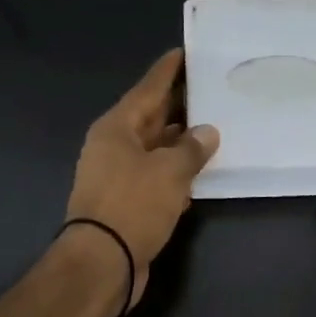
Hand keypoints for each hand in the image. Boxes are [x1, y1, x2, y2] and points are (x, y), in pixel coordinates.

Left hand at [66, 49, 218, 307]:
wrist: (103, 263)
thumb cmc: (133, 205)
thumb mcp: (169, 172)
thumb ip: (191, 149)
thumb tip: (207, 132)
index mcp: (116, 129)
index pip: (147, 90)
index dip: (166, 72)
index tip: (182, 53)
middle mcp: (114, 147)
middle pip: (151, 118)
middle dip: (177, 105)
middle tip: (207, 88)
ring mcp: (118, 177)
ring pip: (155, 150)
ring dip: (180, 142)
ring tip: (212, 127)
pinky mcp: (126, 203)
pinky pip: (155, 177)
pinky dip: (175, 173)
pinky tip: (198, 172)